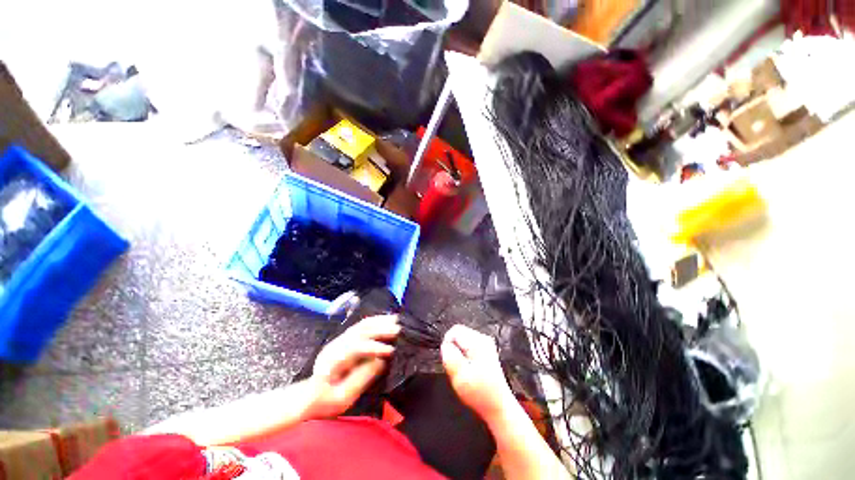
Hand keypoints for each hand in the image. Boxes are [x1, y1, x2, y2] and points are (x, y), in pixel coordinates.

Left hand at [307, 315, 399, 418]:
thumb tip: (381, 361)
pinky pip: (361, 325)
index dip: (374, 348)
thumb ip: (361, 379)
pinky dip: (375, 320)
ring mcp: (339, 340)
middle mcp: (336, 345)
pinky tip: (385, 319)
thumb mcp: (342, 398)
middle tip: (398, 330)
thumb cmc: (325, 402)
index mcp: (333, 361)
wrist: (309, 396)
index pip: (355, 348)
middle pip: (360, 332)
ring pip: (361, 325)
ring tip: (396, 320)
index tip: (391, 351)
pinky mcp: (344, 338)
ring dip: (379, 321)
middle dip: (380, 330)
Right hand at [441, 324, 514, 422]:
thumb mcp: (459, 375)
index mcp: (477, 342)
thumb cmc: (480, 393)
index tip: (449, 360)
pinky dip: (464, 357)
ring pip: (462, 341)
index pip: (454, 330)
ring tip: (464, 371)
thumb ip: (449, 356)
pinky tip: (469, 370)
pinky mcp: (486, 351)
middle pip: (459, 334)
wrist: (498, 406)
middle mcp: (483, 339)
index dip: (447, 344)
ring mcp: (486, 345)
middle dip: (453, 349)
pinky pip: (468, 347)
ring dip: (458, 353)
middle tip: (457, 368)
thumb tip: (445, 345)